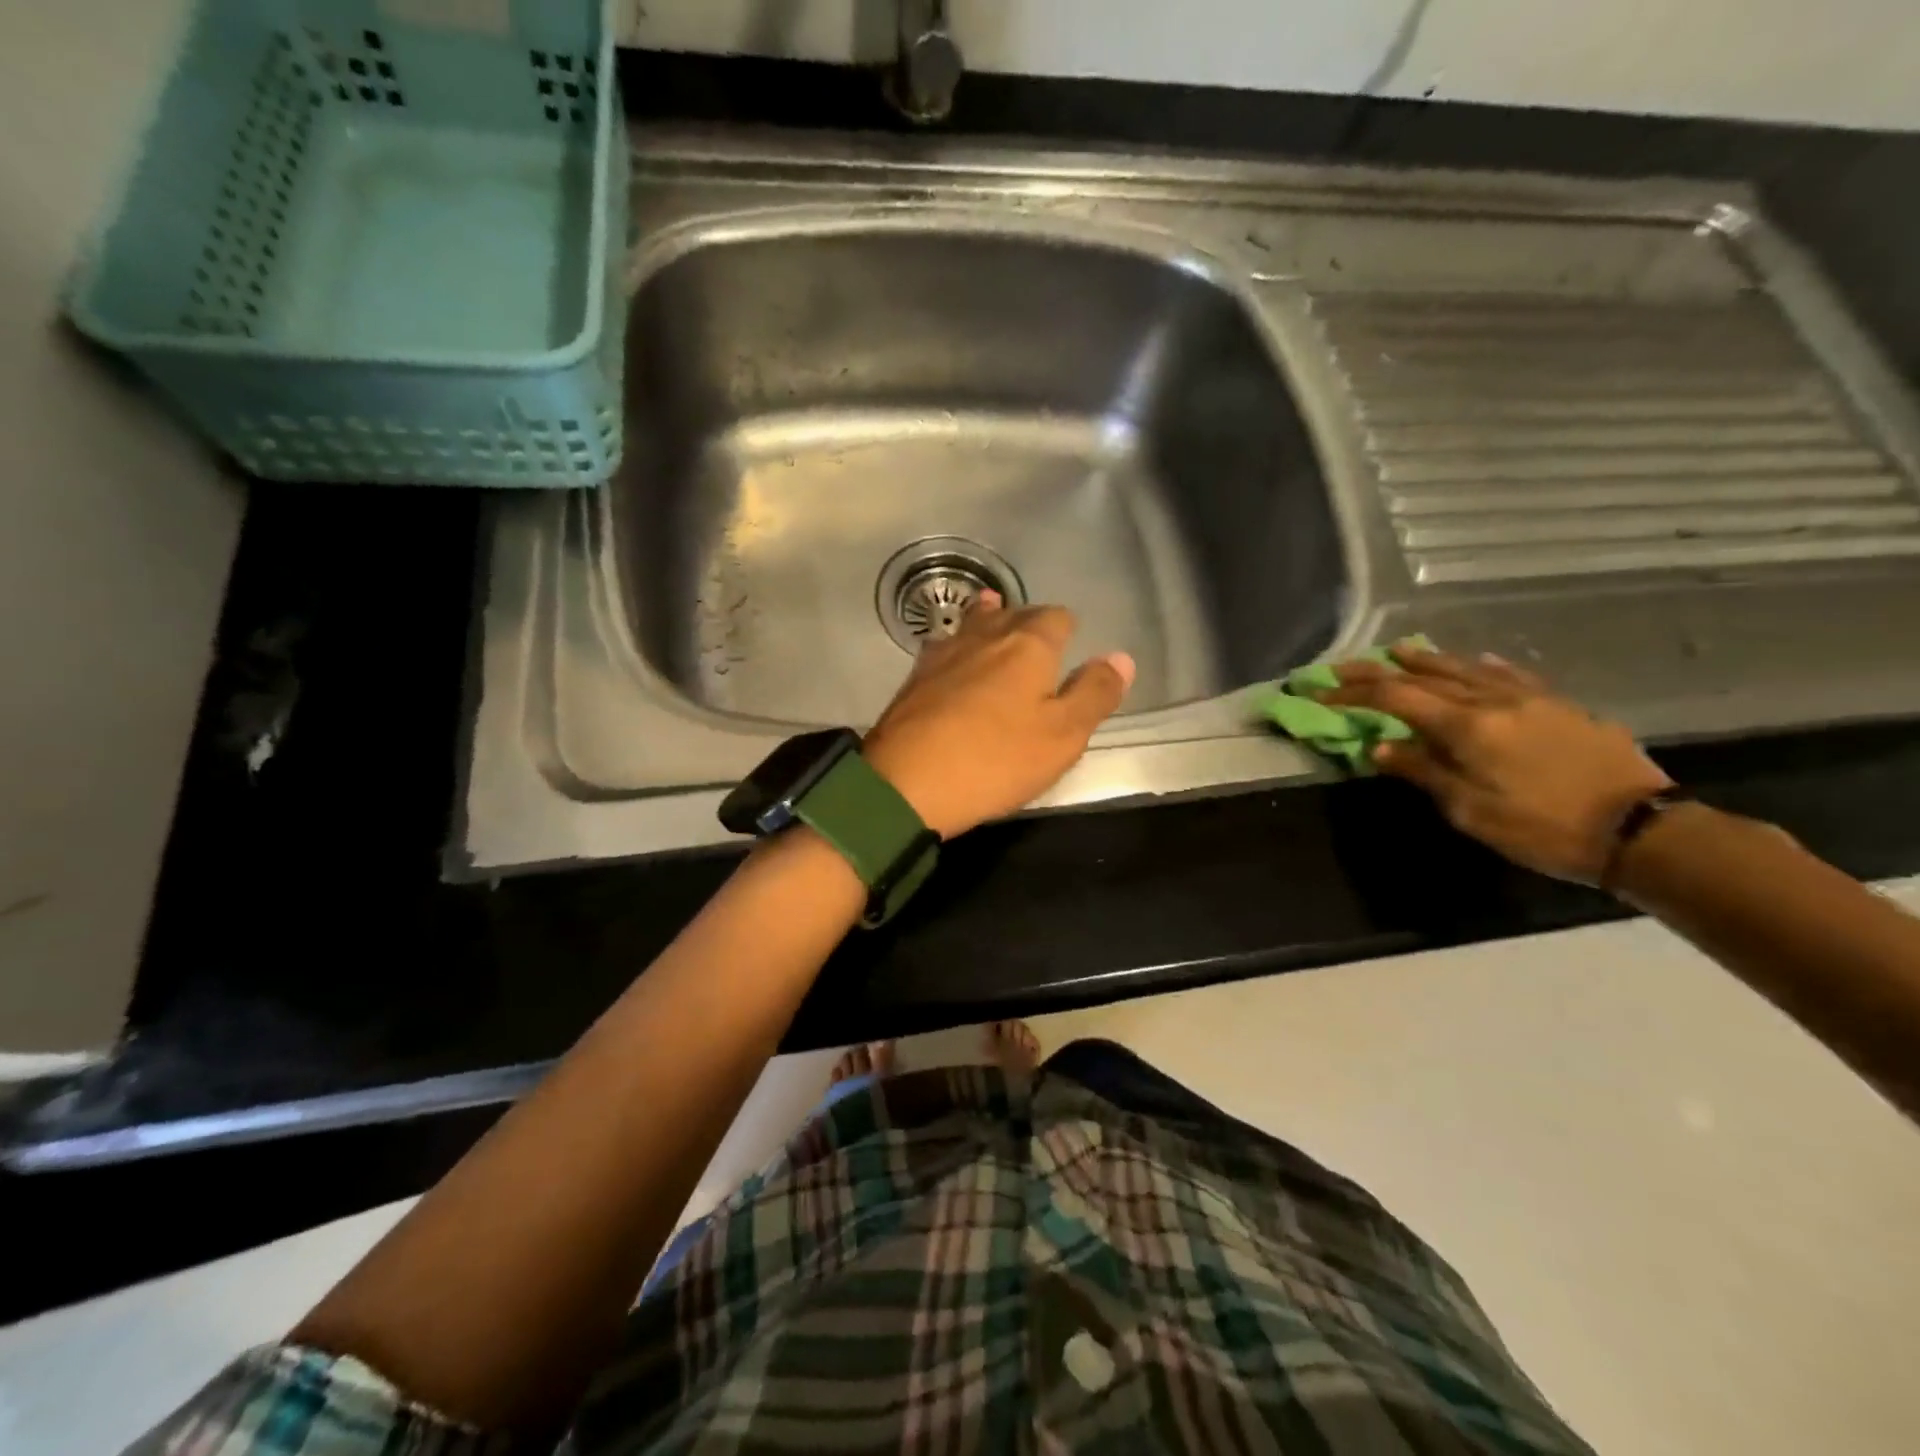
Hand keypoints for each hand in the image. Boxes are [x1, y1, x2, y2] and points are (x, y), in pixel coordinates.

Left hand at [862, 591, 1135, 839]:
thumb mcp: (1062, 736)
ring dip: (988, 622)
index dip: (1067, 627)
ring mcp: (943, 654)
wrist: (905, 784)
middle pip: (1012, 614)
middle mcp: (984, 637)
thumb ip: (1094, 694)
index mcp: (1028, 646)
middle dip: (1028, 621)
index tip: (1071, 642)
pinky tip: (956, 660)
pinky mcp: (914, 679)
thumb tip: (1121, 657)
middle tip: (1037, 637)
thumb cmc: (995, 760)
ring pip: (973, 625)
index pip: (1055, 618)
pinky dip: (959, 647)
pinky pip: (945, 648)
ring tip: (994, 619)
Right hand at [1321, 646, 1672, 883]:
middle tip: (1344, 667)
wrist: (1639, 829)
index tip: (1321, 694)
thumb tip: (1380, 746)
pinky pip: (1509, 675)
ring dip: (1426, 659)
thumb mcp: (1469, 810)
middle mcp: (1491, 701)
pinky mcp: (1559, 705)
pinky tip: (1475, 661)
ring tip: (1399, 650)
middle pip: (1424, 676)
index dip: (1353, 694)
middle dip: (1378, 670)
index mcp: (1464, 726)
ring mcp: (1529, 698)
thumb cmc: (1541, 827)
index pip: (1394, 699)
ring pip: (1466, 668)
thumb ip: (1423, 771)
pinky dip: (1480, 666)